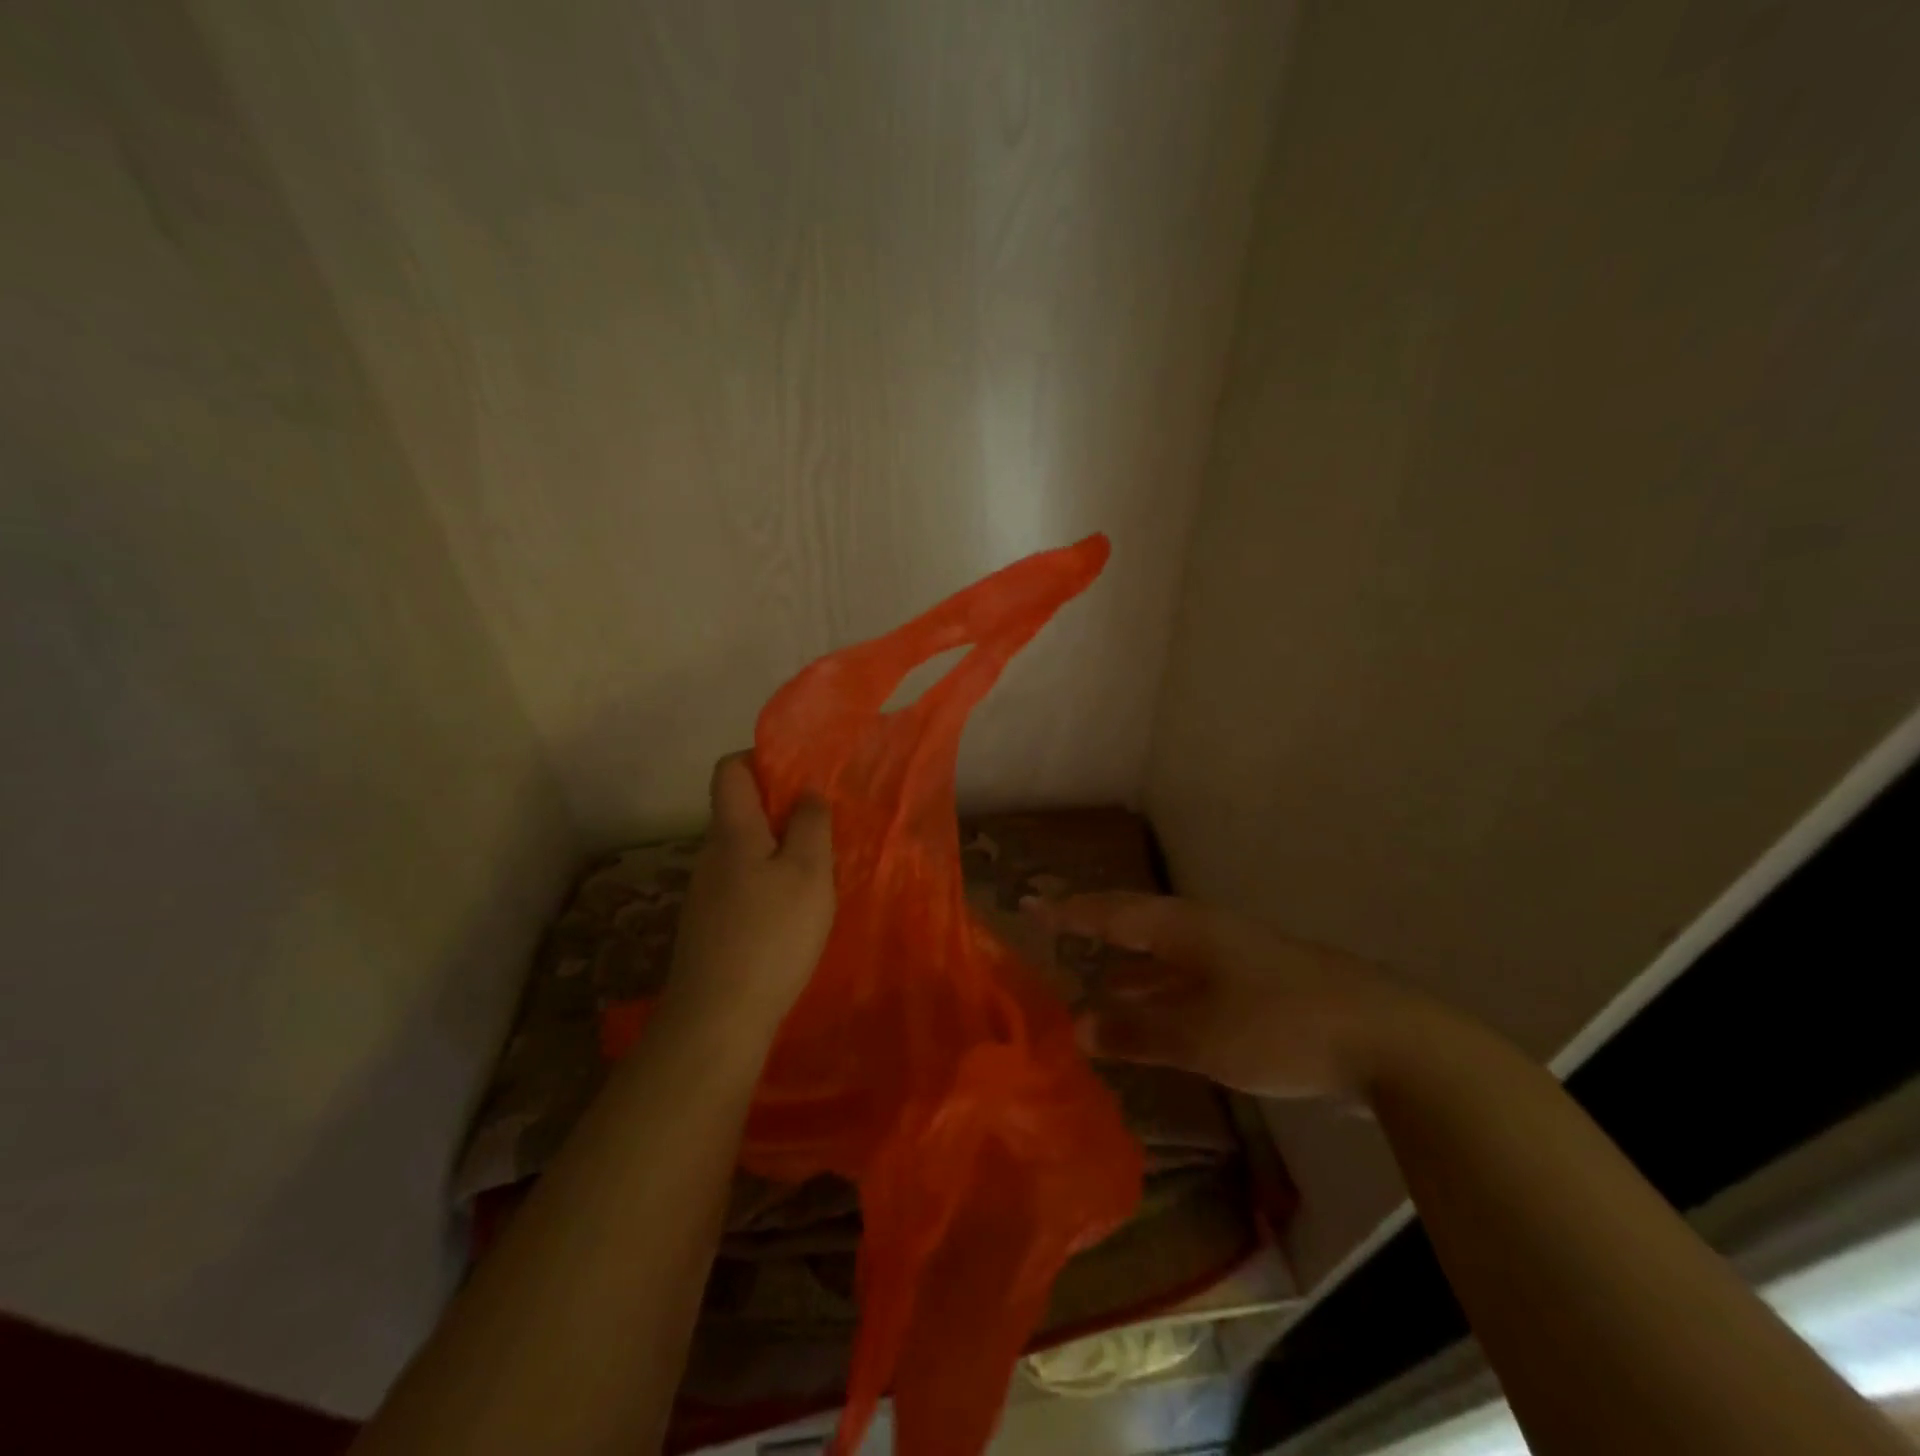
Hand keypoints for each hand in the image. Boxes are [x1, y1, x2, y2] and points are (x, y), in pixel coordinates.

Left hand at [662, 754, 835, 1043]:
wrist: (718, 1018)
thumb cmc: (771, 934)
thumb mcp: (808, 872)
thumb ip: (810, 824)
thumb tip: (806, 793)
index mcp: (732, 831)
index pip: (730, 769)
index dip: (761, 758)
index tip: (800, 774)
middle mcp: (711, 854)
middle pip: (739, 811)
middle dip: (780, 809)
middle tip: (823, 827)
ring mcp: (706, 893)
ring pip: (744, 851)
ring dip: (778, 850)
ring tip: (817, 871)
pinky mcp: (710, 925)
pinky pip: (742, 884)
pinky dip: (768, 884)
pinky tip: (793, 913)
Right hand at [1023, 892, 1433, 1099]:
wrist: (1389, 1041)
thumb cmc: (1280, 1026)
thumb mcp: (1199, 1035)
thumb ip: (1137, 1030)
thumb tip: (1078, 1024)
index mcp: (1187, 928)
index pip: (1112, 911)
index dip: (1069, 910)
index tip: (1029, 905)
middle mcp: (1207, 933)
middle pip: (1139, 926)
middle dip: (1098, 932)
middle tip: (1059, 937)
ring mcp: (1237, 959)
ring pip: (1168, 958)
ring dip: (1132, 971)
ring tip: (1096, 983)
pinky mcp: (1262, 988)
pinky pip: (1193, 982)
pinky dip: (1165, 996)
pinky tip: (1158, 1020)